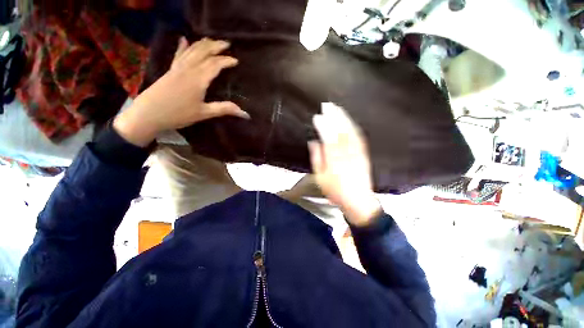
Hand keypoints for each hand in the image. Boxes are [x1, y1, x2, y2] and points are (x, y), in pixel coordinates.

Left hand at [114, 37, 249, 146]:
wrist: (148, 114)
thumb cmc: (179, 114)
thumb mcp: (204, 113)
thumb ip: (224, 109)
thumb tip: (245, 113)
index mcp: (198, 79)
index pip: (215, 65)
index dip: (226, 61)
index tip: (236, 60)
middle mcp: (188, 69)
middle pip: (203, 52)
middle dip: (215, 46)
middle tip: (226, 43)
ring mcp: (177, 68)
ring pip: (191, 50)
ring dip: (202, 44)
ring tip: (211, 40)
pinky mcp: (170, 71)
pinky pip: (178, 55)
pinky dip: (182, 46)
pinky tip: (184, 39)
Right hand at [309, 103, 381, 226]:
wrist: (358, 200)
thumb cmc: (335, 191)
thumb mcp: (320, 178)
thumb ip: (317, 158)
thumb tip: (314, 142)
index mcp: (334, 159)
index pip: (328, 137)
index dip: (323, 125)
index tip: (317, 115)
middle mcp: (347, 153)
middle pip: (340, 130)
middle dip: (334, 116)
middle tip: (327, 105)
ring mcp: (357, 152)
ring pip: (350, 131)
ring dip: (344, 118)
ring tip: (337, 108)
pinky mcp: (363, 153)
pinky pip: (358, 136)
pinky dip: (352, 126)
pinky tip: (348, 120)